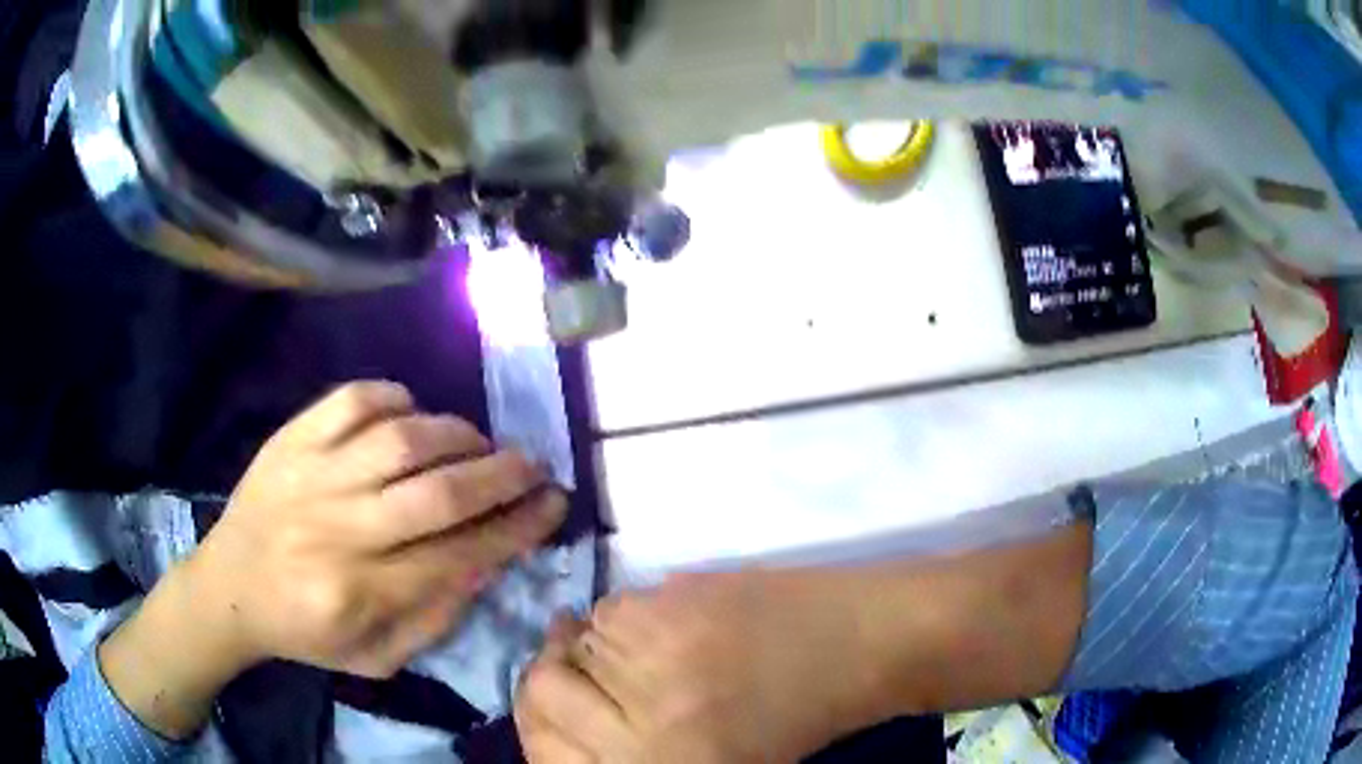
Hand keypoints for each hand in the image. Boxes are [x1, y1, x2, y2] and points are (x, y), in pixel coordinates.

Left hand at [194, 380, 566, 675]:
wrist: (229, 587)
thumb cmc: (305, 631)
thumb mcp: (377, 657)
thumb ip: (436, 618)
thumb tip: (489, 560)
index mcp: (359, 594)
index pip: (457, 555)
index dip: (515, 527)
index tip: (554, 504)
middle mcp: (338, 531)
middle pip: (437, 494)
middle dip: (501, 475)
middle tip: (533, 465)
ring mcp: (311, 475)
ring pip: (401, 440)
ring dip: (455, 435)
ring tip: (477, 443)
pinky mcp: (292, 439)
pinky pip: (352, 400)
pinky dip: (393, 397)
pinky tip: (412, 414)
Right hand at [515, 571, 883, 763]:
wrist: (856, 645)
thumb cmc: (792, 722)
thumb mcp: (709, 763)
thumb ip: (624, 752)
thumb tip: (553, 723)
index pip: (545, 748)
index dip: (541, 729)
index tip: (558, 719)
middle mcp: (642, 719)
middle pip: (539, 688)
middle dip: (556, 683)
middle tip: (592, 680)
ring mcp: (654, 655)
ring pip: (571, 641)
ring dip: (595, 649)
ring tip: (648, 651)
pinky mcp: (670, 600)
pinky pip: (609, 608)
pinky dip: (625, 620)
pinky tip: (669, 624)